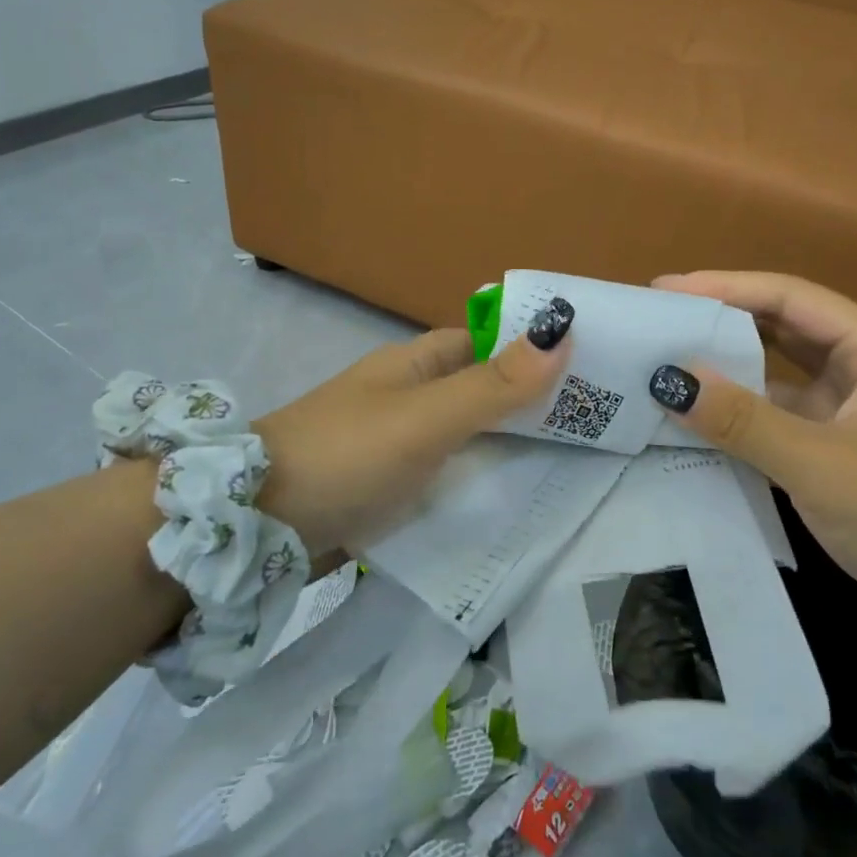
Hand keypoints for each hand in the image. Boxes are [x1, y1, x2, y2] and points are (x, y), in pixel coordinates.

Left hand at [252, 304, 573, 555]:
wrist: (258, 525)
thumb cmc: (347, 454)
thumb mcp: (425, 418)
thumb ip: (492, 385)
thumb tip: (561, 331)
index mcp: (417, 364)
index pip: (489, 343)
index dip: (534, 349)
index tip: (592, 369)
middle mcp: (411, 396)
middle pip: (484, 391)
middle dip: (532, 405)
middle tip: (597, 425)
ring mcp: (400, 444)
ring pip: (470, 438)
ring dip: (512, 448)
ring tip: (578, 466)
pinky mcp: (392, 488)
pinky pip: (450, 477)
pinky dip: (482, 484)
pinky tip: (519, 504)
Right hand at [648, 271, 856, 675]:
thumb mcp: (822, 465)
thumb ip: (743, 421)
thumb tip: (669, 378)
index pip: (788, 297)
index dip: (723, 286)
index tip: (663, 290)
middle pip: (783, 330)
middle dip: (721, 324)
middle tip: (657, 327)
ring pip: (781, 381)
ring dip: (730, 376)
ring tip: (665, 373)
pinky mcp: (848, 458)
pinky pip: (784, 425)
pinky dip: (745, 423)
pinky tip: (700, 430)